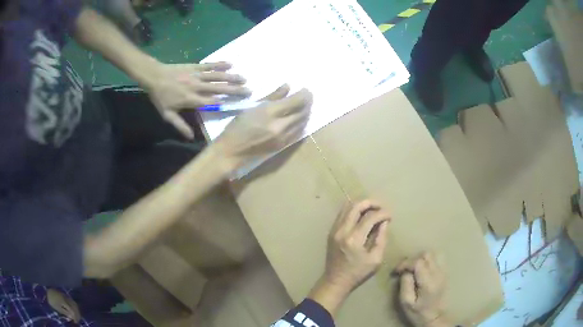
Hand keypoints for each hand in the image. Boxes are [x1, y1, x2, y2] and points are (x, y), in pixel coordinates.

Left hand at [47, 289, 80, 322]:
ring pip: (74, 304)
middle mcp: (66, 298)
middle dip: (77, 315)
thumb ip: (65, 312)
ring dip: (77, 311)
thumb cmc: (52, 301)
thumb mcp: (57, 307)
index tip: (76, 323)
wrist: (47, 291)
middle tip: (77, 321)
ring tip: (76, 316)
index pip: (72, 311)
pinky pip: (72, 302)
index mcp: (64, 302)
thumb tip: (72, 317)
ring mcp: (66, 296)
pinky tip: (74, 310)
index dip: (75, 317)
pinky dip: (74, 307)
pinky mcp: (65, 296)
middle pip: (74, 307)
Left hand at [144, 61, 250, 138]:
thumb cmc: (160, 96)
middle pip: (219, 88)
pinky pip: (209, 65)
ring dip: (231, 77)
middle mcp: (197, 87)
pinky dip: (220, 64)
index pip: (212, 102)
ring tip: (244, 78)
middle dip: (235, 89)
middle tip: (249, 90)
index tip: (240, 103)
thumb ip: (180, 125)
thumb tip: (191, 137)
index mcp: (191, 100)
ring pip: (217, 76)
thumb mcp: (167, 114)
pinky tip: (231, 64)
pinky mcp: (195, 66)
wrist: (154, 76)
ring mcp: (197, 75)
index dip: (227, 102)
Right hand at [213, 85, 311, 171]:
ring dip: (306, 112)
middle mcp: (280, 125)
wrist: (232, 151)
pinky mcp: (283, 146)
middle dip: (308, 102)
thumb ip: (272, 96)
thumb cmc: (237, 126)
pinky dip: (302, 123)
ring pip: (303, 123)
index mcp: (270, 112)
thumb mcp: (252, 107)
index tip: (305, 89)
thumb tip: (288, 86)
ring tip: (305, 105)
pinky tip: (300, 118)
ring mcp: (283, 137)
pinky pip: (298, 132)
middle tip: (308, 96)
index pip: (296, 101)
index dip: (305, 94)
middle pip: (302, 112)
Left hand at [308, 201, 389, 315]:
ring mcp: (334, 230)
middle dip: (371, 202)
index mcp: (354, 239)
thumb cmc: (357, 273)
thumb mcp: (375, 259)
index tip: (390, 216)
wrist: (335, 281)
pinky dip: (353, 210)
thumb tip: (384, 221)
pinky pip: (342, 213)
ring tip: (373, 209)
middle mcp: (342, 230)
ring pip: (347, 207)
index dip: (382, 213)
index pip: (370, 217)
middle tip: (382, 207)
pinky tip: (362, 215)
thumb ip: (381, 238)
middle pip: (356, 206)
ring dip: (361, 205)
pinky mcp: (331, 231)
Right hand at [395, 252, 450, 326]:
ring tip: (414, 269)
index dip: (405, 263)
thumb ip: (405, 285)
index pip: (418, 262)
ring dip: (421, 259)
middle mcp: (438, 274)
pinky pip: (438, 259)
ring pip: (433, 255)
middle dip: (413, 260)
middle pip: (426, 255)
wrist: (435, 318)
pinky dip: (429, 261)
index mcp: (428, 282)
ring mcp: (443, 273)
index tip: (397, 271)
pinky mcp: (445, 273)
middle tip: (405, 270)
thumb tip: (405, 272)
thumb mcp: (406, 303)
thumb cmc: (418, 312)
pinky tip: (423, 270)